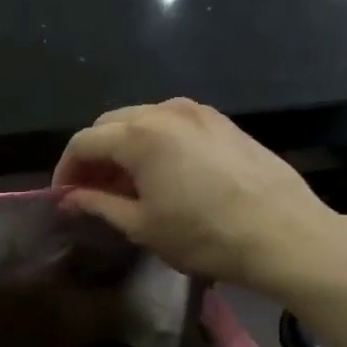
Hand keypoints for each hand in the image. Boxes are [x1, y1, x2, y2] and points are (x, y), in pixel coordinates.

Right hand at [52, 99, 346, 296]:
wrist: (283, 234)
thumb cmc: (204, 235)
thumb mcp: (142, 226)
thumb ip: (99, 204)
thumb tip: (70, 198)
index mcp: (140, 135)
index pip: (83, 142)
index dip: (66, 170)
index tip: (63, 197)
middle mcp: (165, 111)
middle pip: (110, 124)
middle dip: (93, 155)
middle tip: (90, 191)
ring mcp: (198, 112)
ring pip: (141, 120)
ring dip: (123, 147)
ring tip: (125, 184)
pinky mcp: (222, 122)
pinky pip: (172, 124)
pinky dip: (153, 142)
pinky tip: (161, 173)